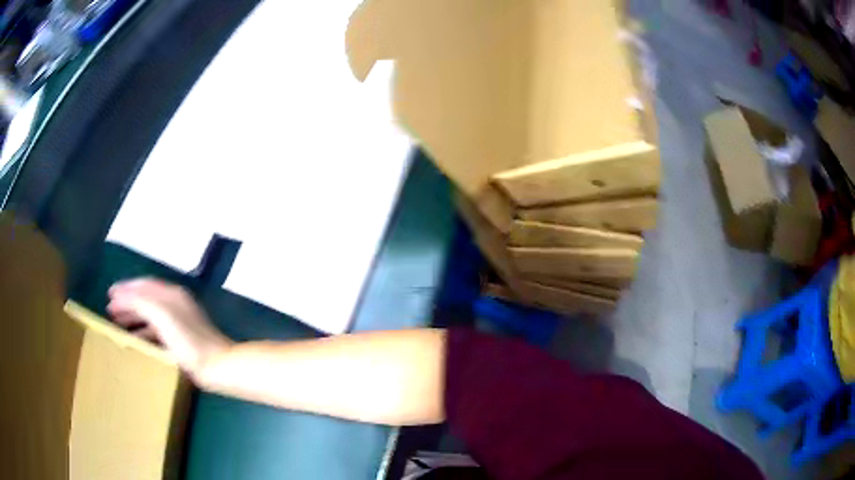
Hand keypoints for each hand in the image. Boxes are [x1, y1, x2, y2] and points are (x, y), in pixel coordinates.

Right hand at [108, 278, 232, 382]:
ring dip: (133, 318)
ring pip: (150, 316)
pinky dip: (143, 333)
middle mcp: (175, 305)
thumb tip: (120, 295)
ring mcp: (179, 323)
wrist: (218, 367)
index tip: (109, 294)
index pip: (143, 285)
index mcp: (171, 295)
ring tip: (117, 326)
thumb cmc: (188, 340)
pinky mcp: (182, 342)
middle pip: (145, 299)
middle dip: (127, 303)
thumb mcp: (161, 315)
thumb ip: (140, 302)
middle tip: (110, 311)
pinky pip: (156, 332)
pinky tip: (136, 343)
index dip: (125, 288)